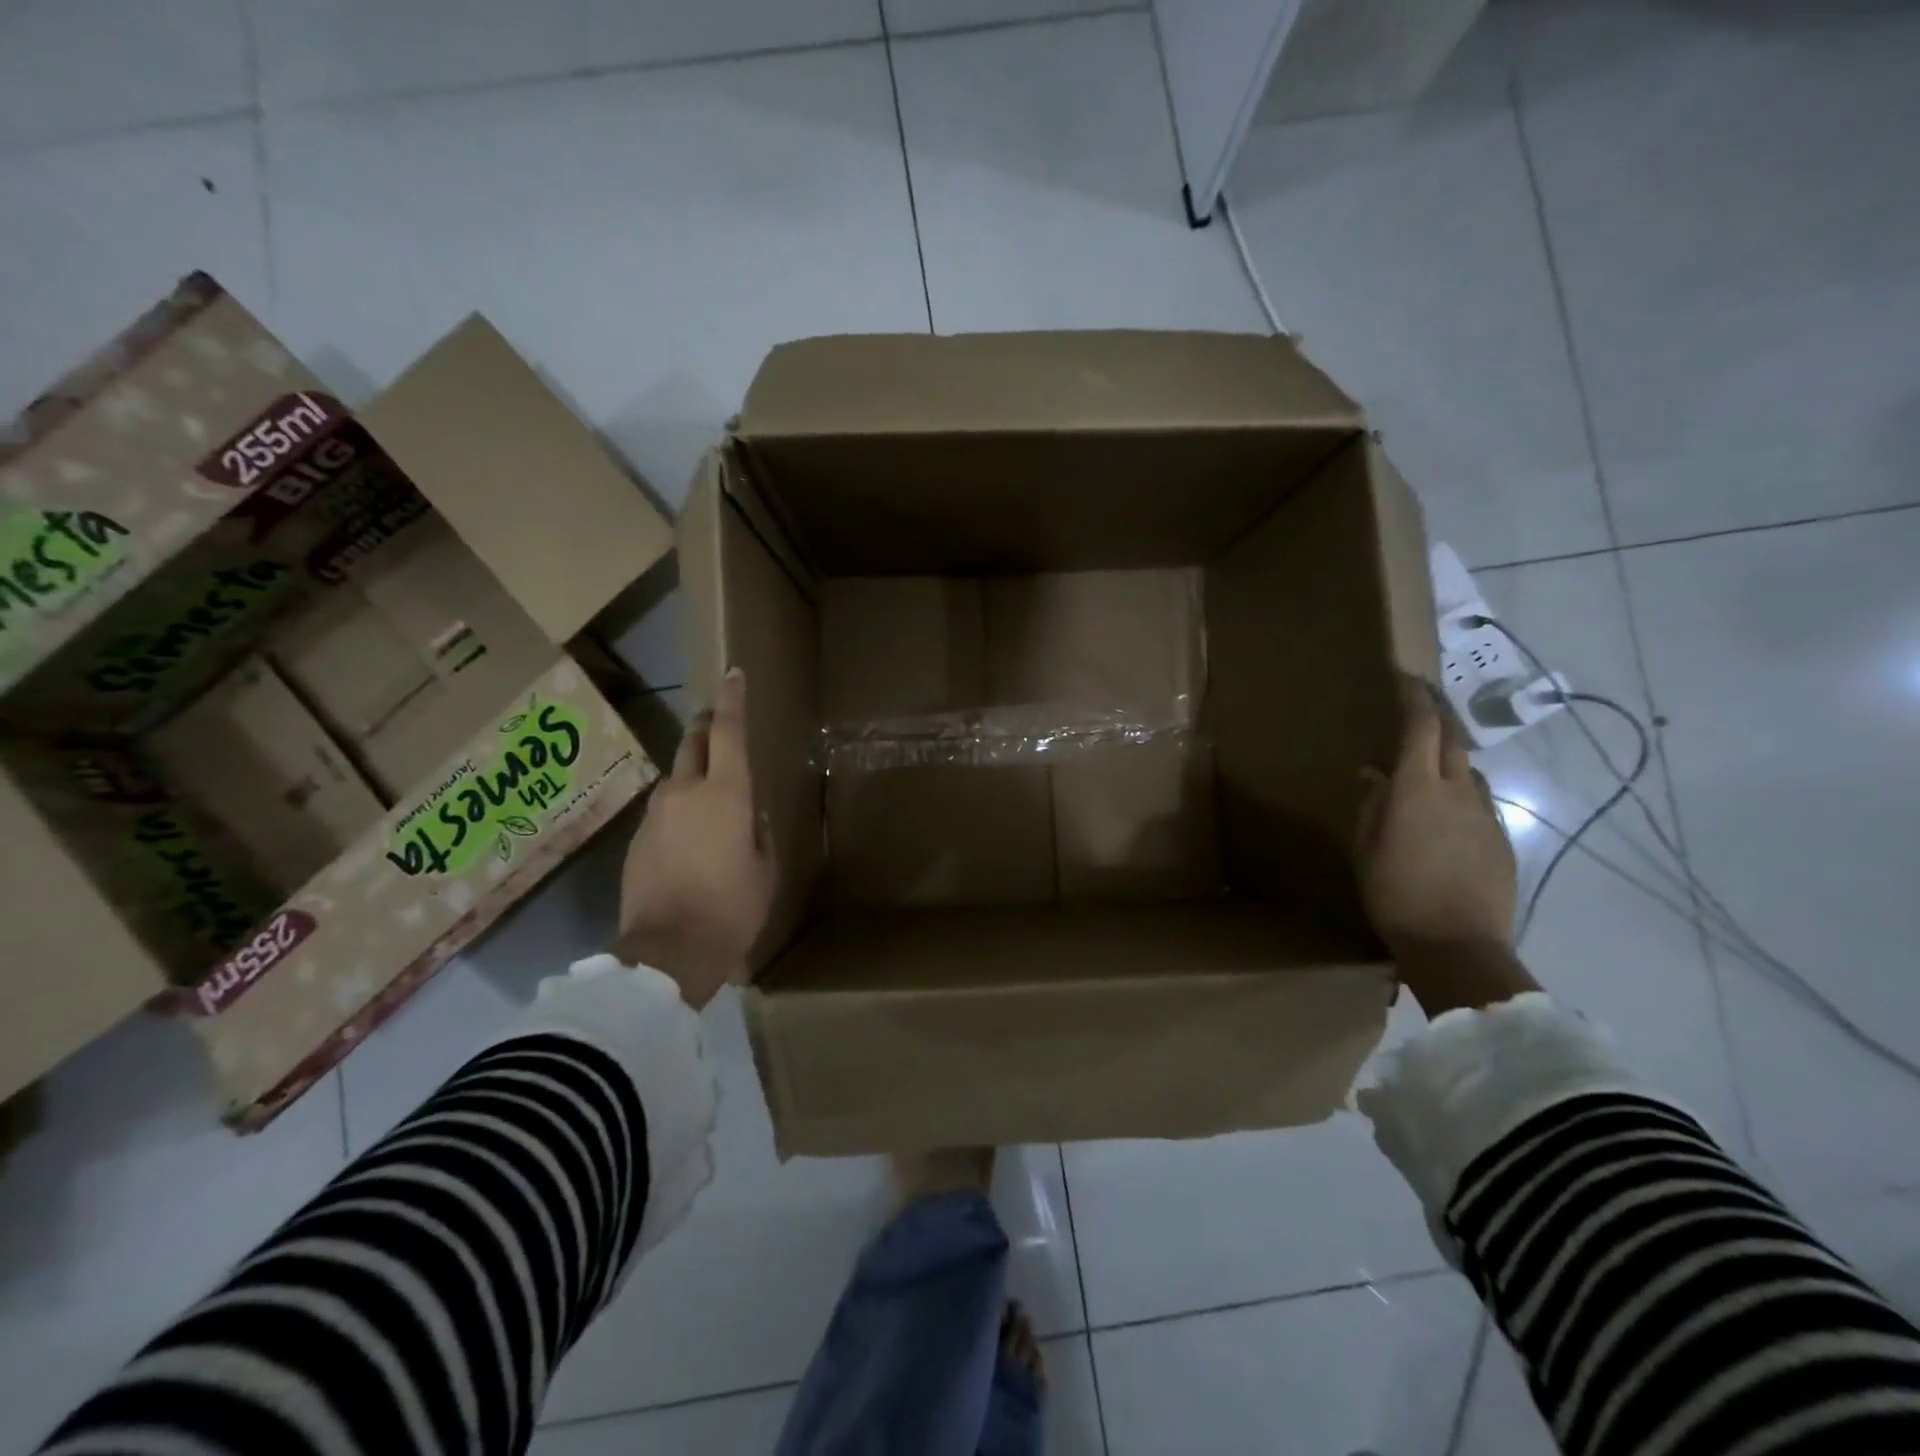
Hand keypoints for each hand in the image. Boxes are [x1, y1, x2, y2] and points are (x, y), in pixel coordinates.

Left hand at [615, 669, 776, 1009]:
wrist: (667, 953)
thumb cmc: (732, 908)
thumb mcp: (764, 869)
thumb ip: (757, 833)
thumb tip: (748, 816)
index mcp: (725, 794)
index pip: (729, 732)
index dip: (733, 700)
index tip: (733, 675)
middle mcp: (685, 792)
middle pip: (693, 742)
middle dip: (706, 725)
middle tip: (717, 720)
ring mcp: (655, 814)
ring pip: (676, 778)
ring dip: (693, 774)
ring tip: (711, 795)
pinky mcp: (637, 839)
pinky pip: (664, 810)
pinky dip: (679, 810)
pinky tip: (690, 838)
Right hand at [1355, 673, 1516, 960]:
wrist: (1459, 947)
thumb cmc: (1396, 895)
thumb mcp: (1367, 849)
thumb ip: (1372, 806)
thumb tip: (1373, 774)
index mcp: (1418, 790)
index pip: (1422, 728)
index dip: (1415, 698)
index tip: (1406, 678)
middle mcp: (1457, 792)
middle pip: (1452, 739)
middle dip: (1438, 713)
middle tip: (1421, 701)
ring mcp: (1485, 815)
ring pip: (1468, 769)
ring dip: (1450, 755)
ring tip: (1431, 762)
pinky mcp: (1501, 839)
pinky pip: (1479, 801)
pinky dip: (1461, 791)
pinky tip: (1448, 812)